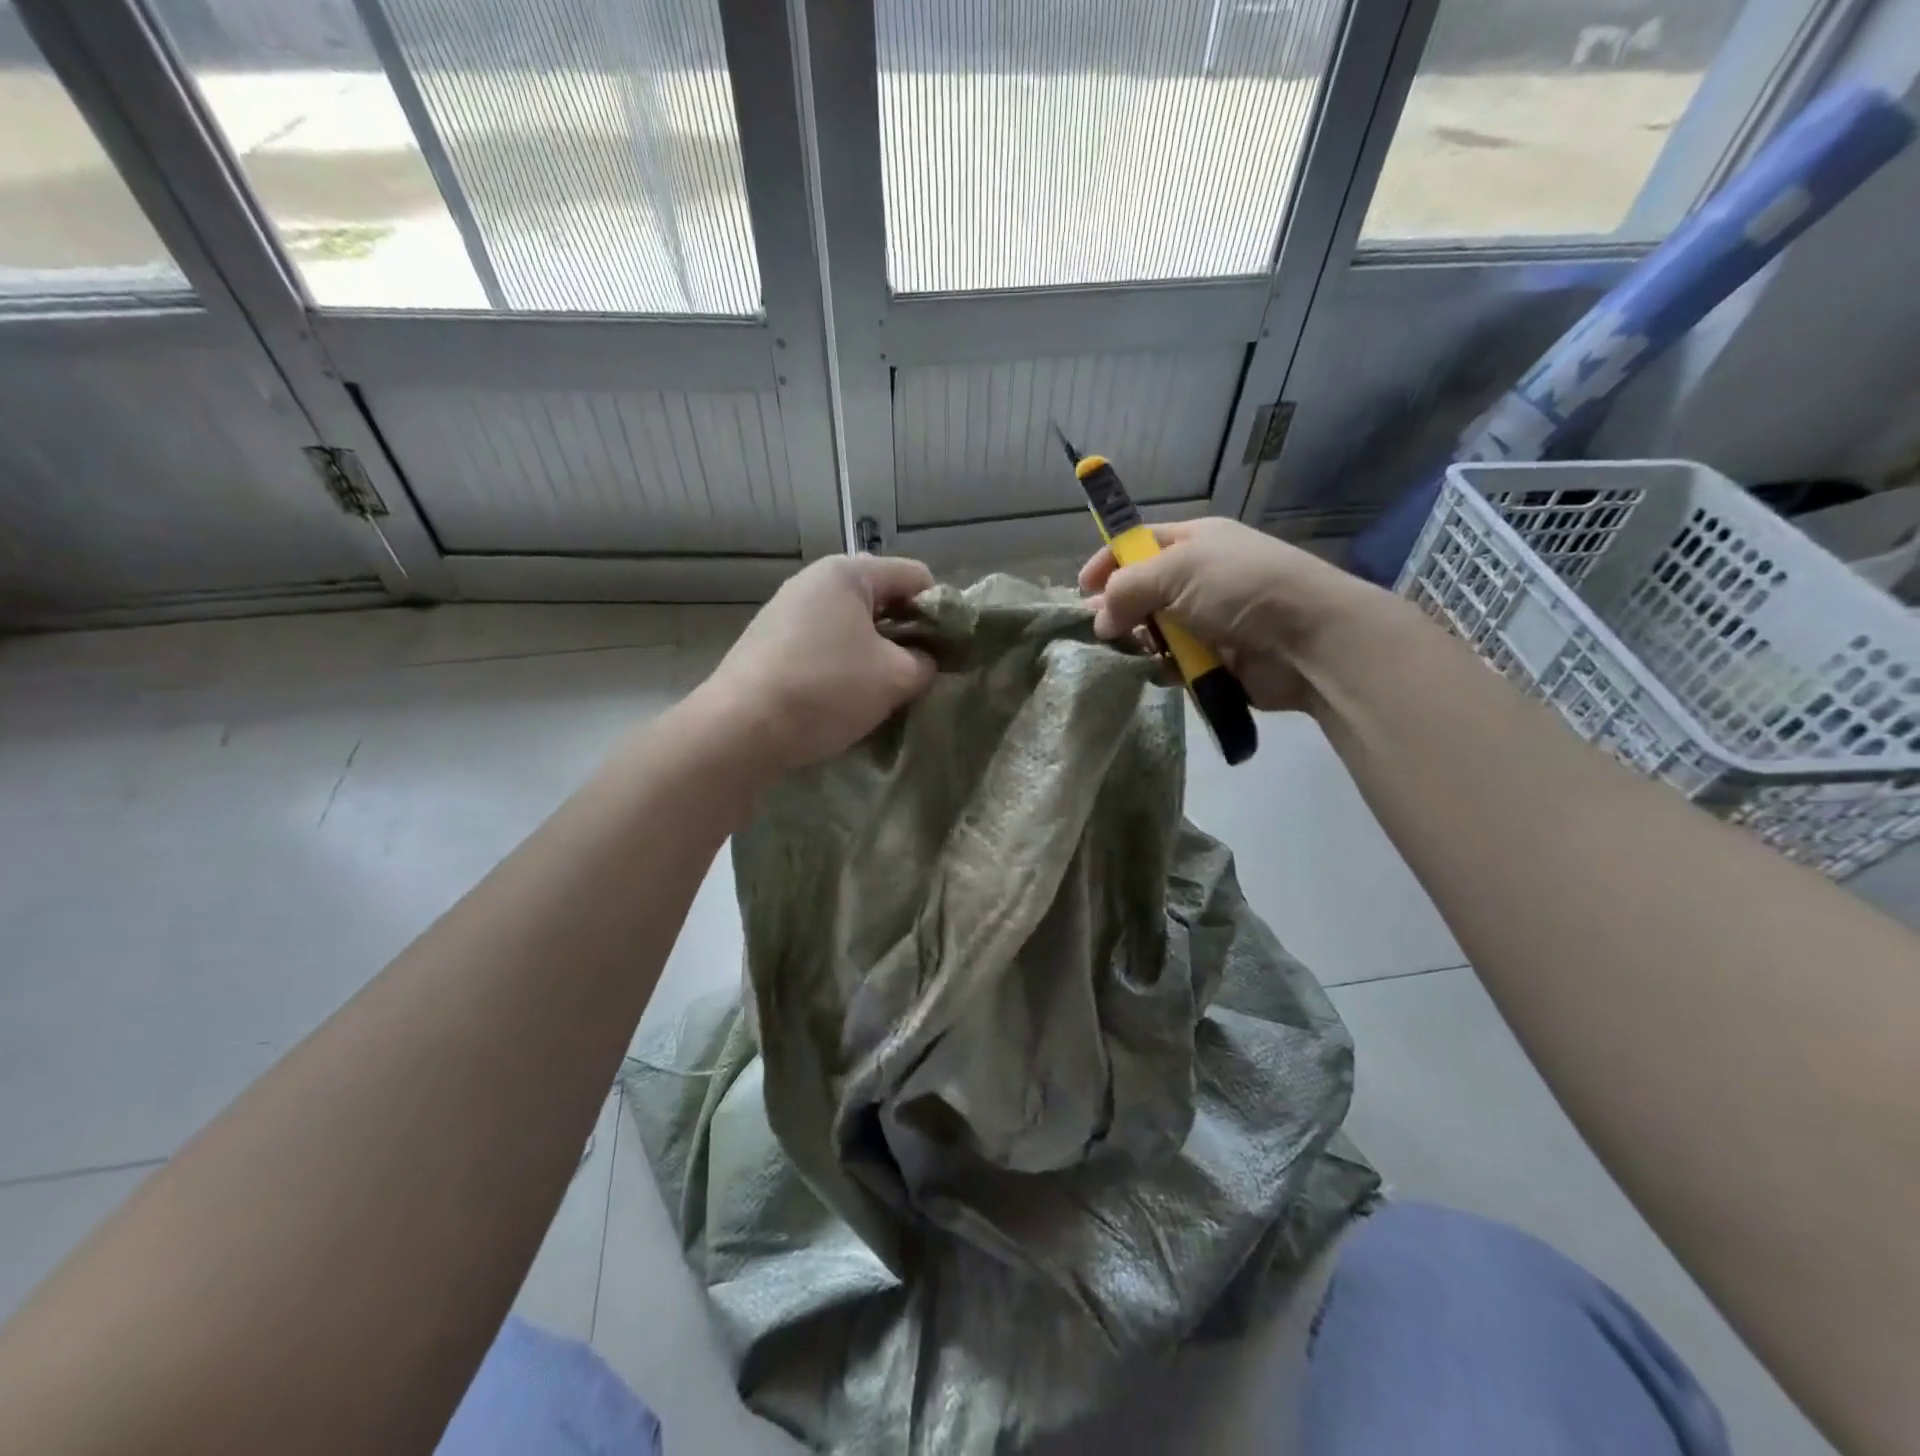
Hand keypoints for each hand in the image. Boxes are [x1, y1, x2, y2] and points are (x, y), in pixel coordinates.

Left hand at [696, 554, 937, 772]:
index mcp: (848, 573)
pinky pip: (824, 643)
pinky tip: (843, 696)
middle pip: (882, 598)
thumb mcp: (895, 677)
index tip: (946, 652)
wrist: (740, 728)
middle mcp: (813, 581)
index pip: (916, 576)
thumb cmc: (826, 689)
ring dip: (875, 652)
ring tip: (882, 690)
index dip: (940, 612)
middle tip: (917, 673)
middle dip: (906, 633)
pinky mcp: (769, 642)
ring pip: (852, 624)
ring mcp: (786, 610)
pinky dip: (843, 663)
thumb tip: (924, 661)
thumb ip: (925, 662)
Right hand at [1078, 518, 1372, 711]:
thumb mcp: (1176, 570)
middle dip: (1119, 609)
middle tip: (1101, 629)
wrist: (1306, 639)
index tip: (1081, 589)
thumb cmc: (1239, 588)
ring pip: (1155, 631)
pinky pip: (1175, 663)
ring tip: (1134, 651)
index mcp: (1194, 542)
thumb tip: (1100, 619)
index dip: (1108, 562)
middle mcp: (1200, 577)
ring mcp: (1209, 620)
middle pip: (1142, 591)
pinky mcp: (1216, 659)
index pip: (1139, 544)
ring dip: (1141, 642)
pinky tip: (1161, 671)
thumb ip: (1127, 588)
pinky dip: (1164, 668)